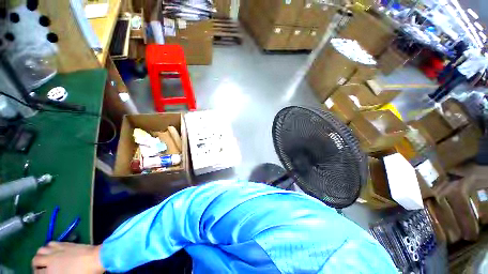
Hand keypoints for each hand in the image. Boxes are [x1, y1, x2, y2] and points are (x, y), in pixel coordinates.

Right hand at [32, 242, 103, 273]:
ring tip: (43, 258)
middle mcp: (50, 260)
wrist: (95, 258)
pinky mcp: (64, 243)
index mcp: (51, 272)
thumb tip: (51, 273)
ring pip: (40, 250)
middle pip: (36, 260)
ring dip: (40, 254)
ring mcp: (57, 250)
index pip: (37, 273)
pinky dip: (48, 246)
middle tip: (39, 268)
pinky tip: (51, 250)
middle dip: (35, 264)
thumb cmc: (84, 273)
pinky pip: (50, 243)